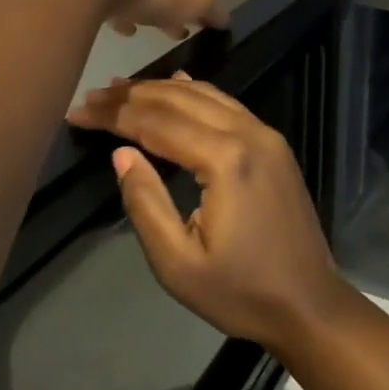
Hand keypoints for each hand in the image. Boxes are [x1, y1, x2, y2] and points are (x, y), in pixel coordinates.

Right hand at [66, 75, 348, 354]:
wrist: (309, 304)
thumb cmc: (241, 292)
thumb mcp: (178, 263)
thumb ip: (146, 203)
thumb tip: (121, 153)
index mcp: (225, 160)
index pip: (157, 123)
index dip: (114, 115)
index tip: (78, 111)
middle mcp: (248, 134)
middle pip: (181, 100)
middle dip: (133, 95)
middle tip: (93, 95)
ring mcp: (267, 135)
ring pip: (207, 95)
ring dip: (162, 89)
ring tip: (122, 88)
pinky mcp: (274, 145)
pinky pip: (228, 105)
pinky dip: (196, 94)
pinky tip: (178, 85)